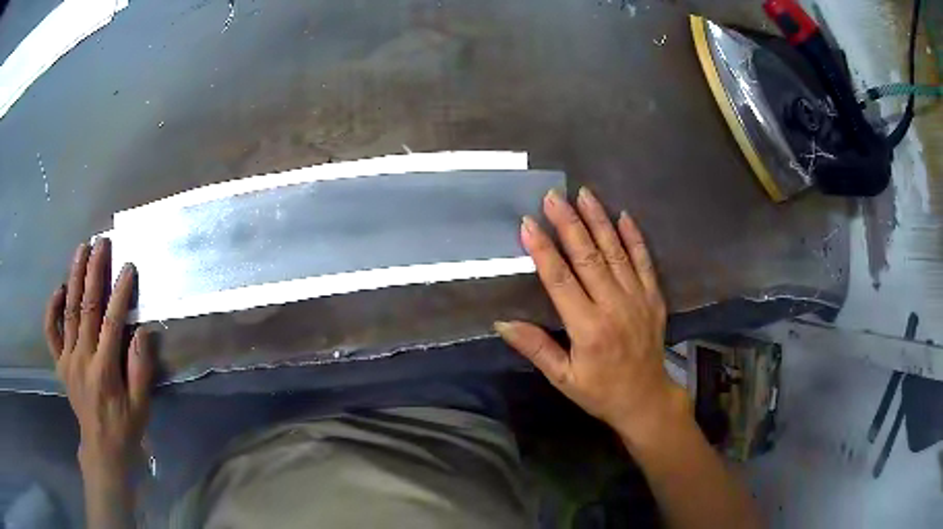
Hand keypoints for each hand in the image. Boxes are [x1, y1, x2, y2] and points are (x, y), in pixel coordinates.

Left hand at [44, 238, 152, 475]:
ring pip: (68, 311)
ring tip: (81, 250)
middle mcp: (82, 358)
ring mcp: (67, 359)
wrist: (102, 448)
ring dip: (74, 277)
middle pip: (86, 308)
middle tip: (101, 243)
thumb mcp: (141, 406)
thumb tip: (143, 332)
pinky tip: (58, 290)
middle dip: (94, 272)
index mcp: (104, 370)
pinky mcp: (60, 363)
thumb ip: (140, 369)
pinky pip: (51, 331)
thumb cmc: (125, 427)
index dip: (120, 293)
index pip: (112, 322)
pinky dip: (52, 308)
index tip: (128, 266)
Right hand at [495, 188, 686, 442]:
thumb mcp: (562, 378)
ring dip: (599, 221)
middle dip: (569, 223)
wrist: (646, 399)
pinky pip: (645, 261)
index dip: (543, 250)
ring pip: (616, 252)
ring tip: (585, 194)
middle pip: (588, 257)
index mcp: (588, 328)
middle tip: (554, 196)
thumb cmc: (600, 391)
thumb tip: (502, 322)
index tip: (529, 224)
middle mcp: (614, 306)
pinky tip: (624, 216)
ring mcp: (638, 299)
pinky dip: (635, 237)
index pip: (561, 280)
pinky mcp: (654, 298)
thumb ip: (535, 348)